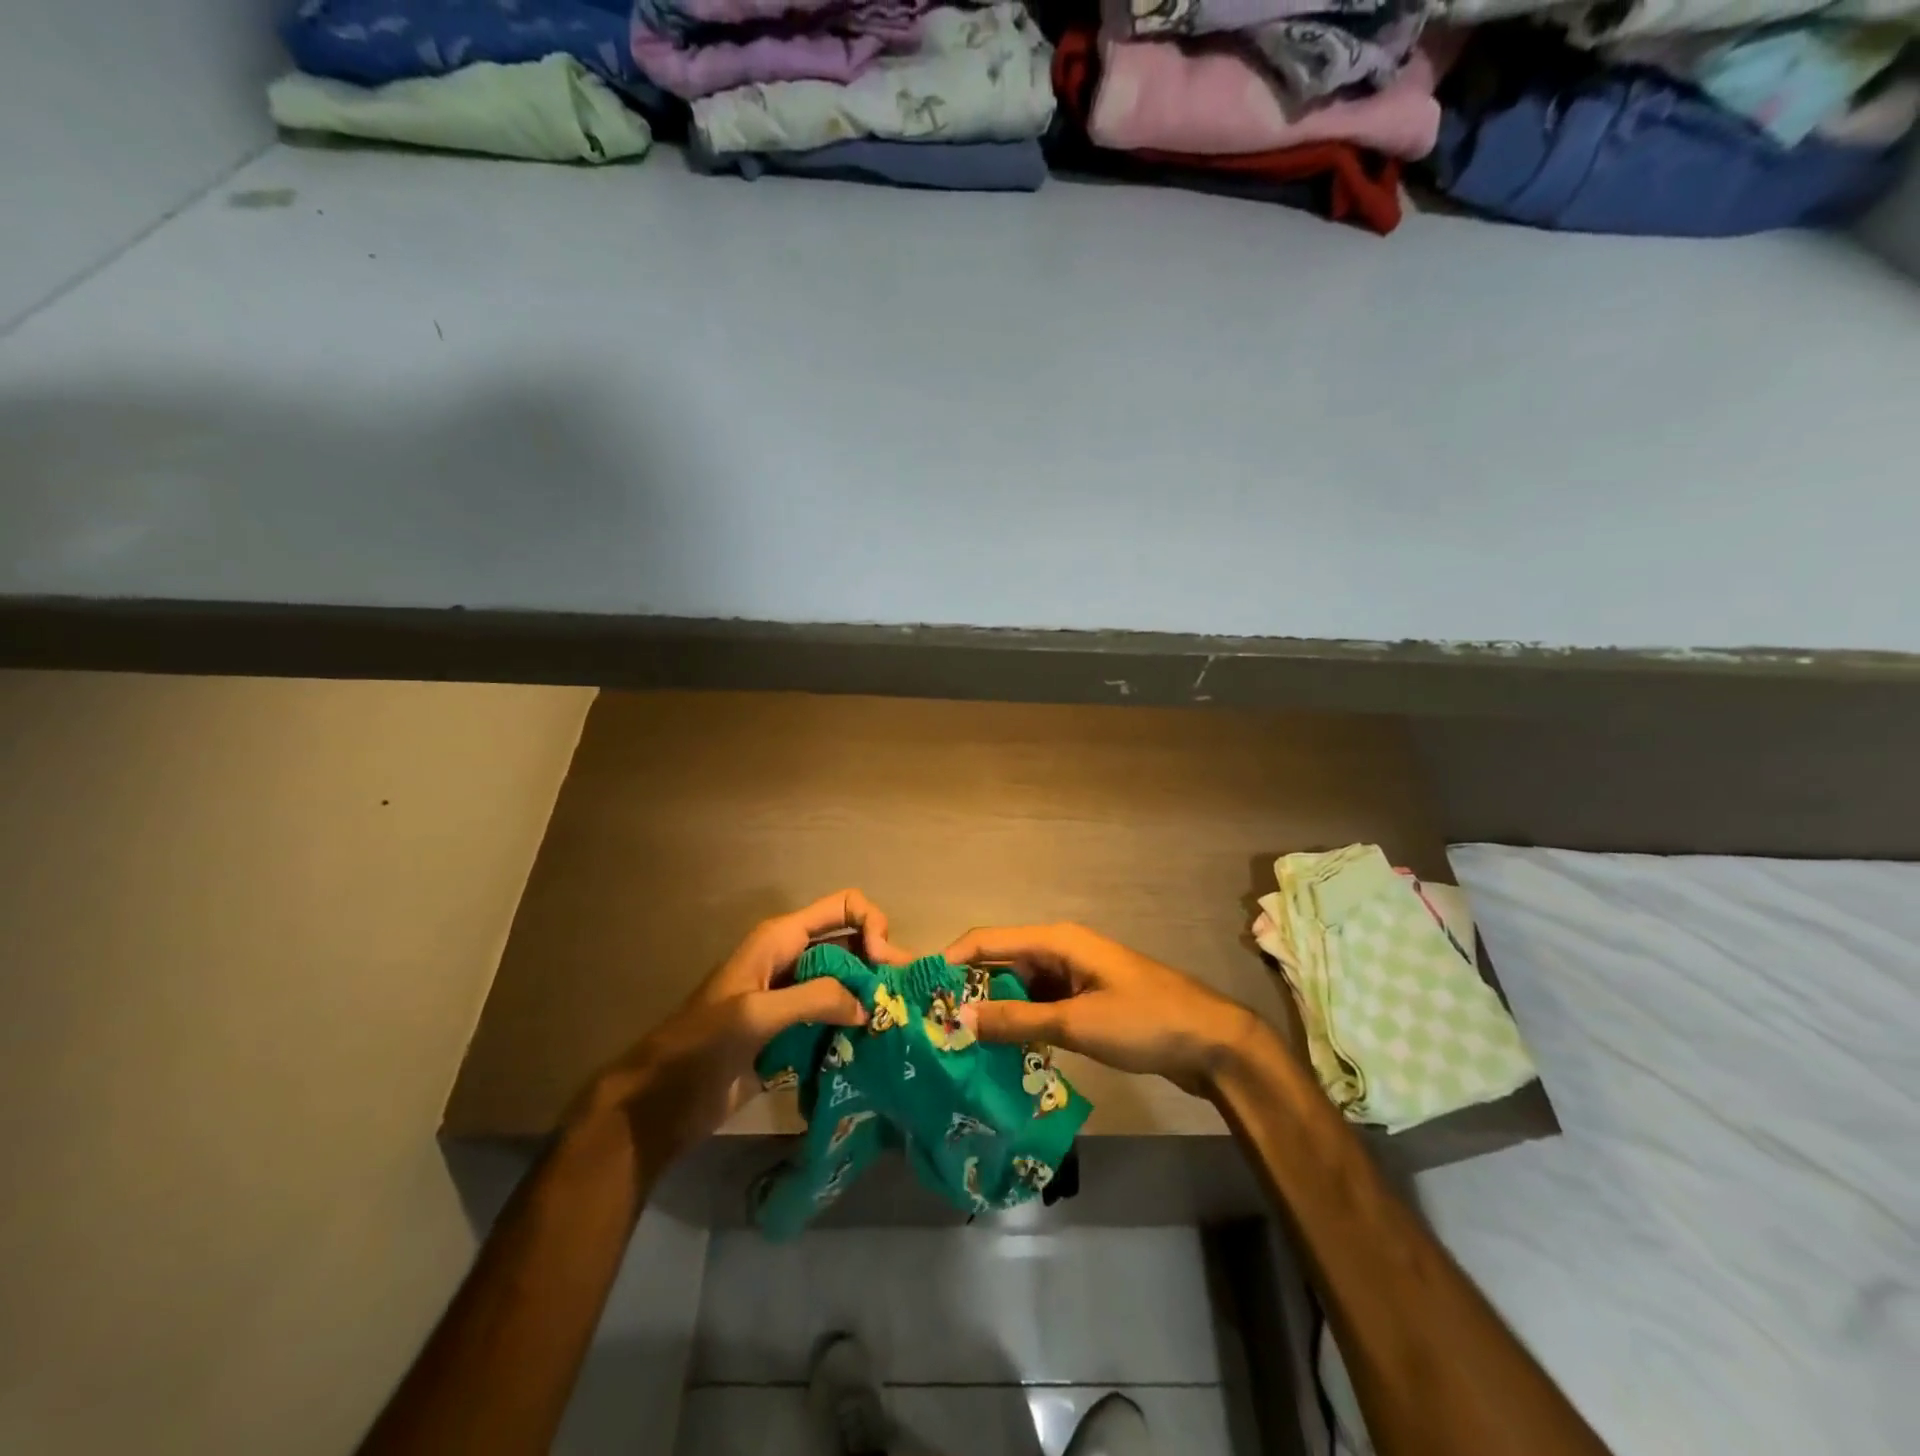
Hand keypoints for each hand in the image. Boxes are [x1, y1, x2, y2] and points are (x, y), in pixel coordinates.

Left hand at [572, 890, 910, 1162]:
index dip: (872, 925)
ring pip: (848, 983)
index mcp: (782, 938)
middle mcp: (794, 959)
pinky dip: (857, 1026)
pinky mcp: (794, 1033)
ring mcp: (794, 997)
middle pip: (853, 945)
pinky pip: (836, 1018)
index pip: (844, 907)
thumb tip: (869, 1005)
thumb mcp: (756, 1014)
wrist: (662, 1101)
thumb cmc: (701, 1045)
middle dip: (882, 964)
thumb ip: (816, 999)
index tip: (885, 964)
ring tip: (900, 1024)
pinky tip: (877, 1045)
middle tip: (905, 1000)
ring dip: (872, 997)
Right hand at [942, 923, 1261, 1096]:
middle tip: (934, 1026)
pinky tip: (1001, 1053)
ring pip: (1020, 989)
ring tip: (958, 1043)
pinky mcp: (1085, 1002)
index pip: (988, 939)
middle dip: (969, 990)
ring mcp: (1073, 977)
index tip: (918, 990)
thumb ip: (1016, 1019)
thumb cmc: (1144, 1021)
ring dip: (994, 1011)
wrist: (1212, 1042)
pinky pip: (1040, 1007)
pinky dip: (1020, 1025)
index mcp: (1056, 940)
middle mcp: (1060, 951)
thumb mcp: (1075, 1022)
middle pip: (1001, 963)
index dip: (951, 959)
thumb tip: (959, 1015)